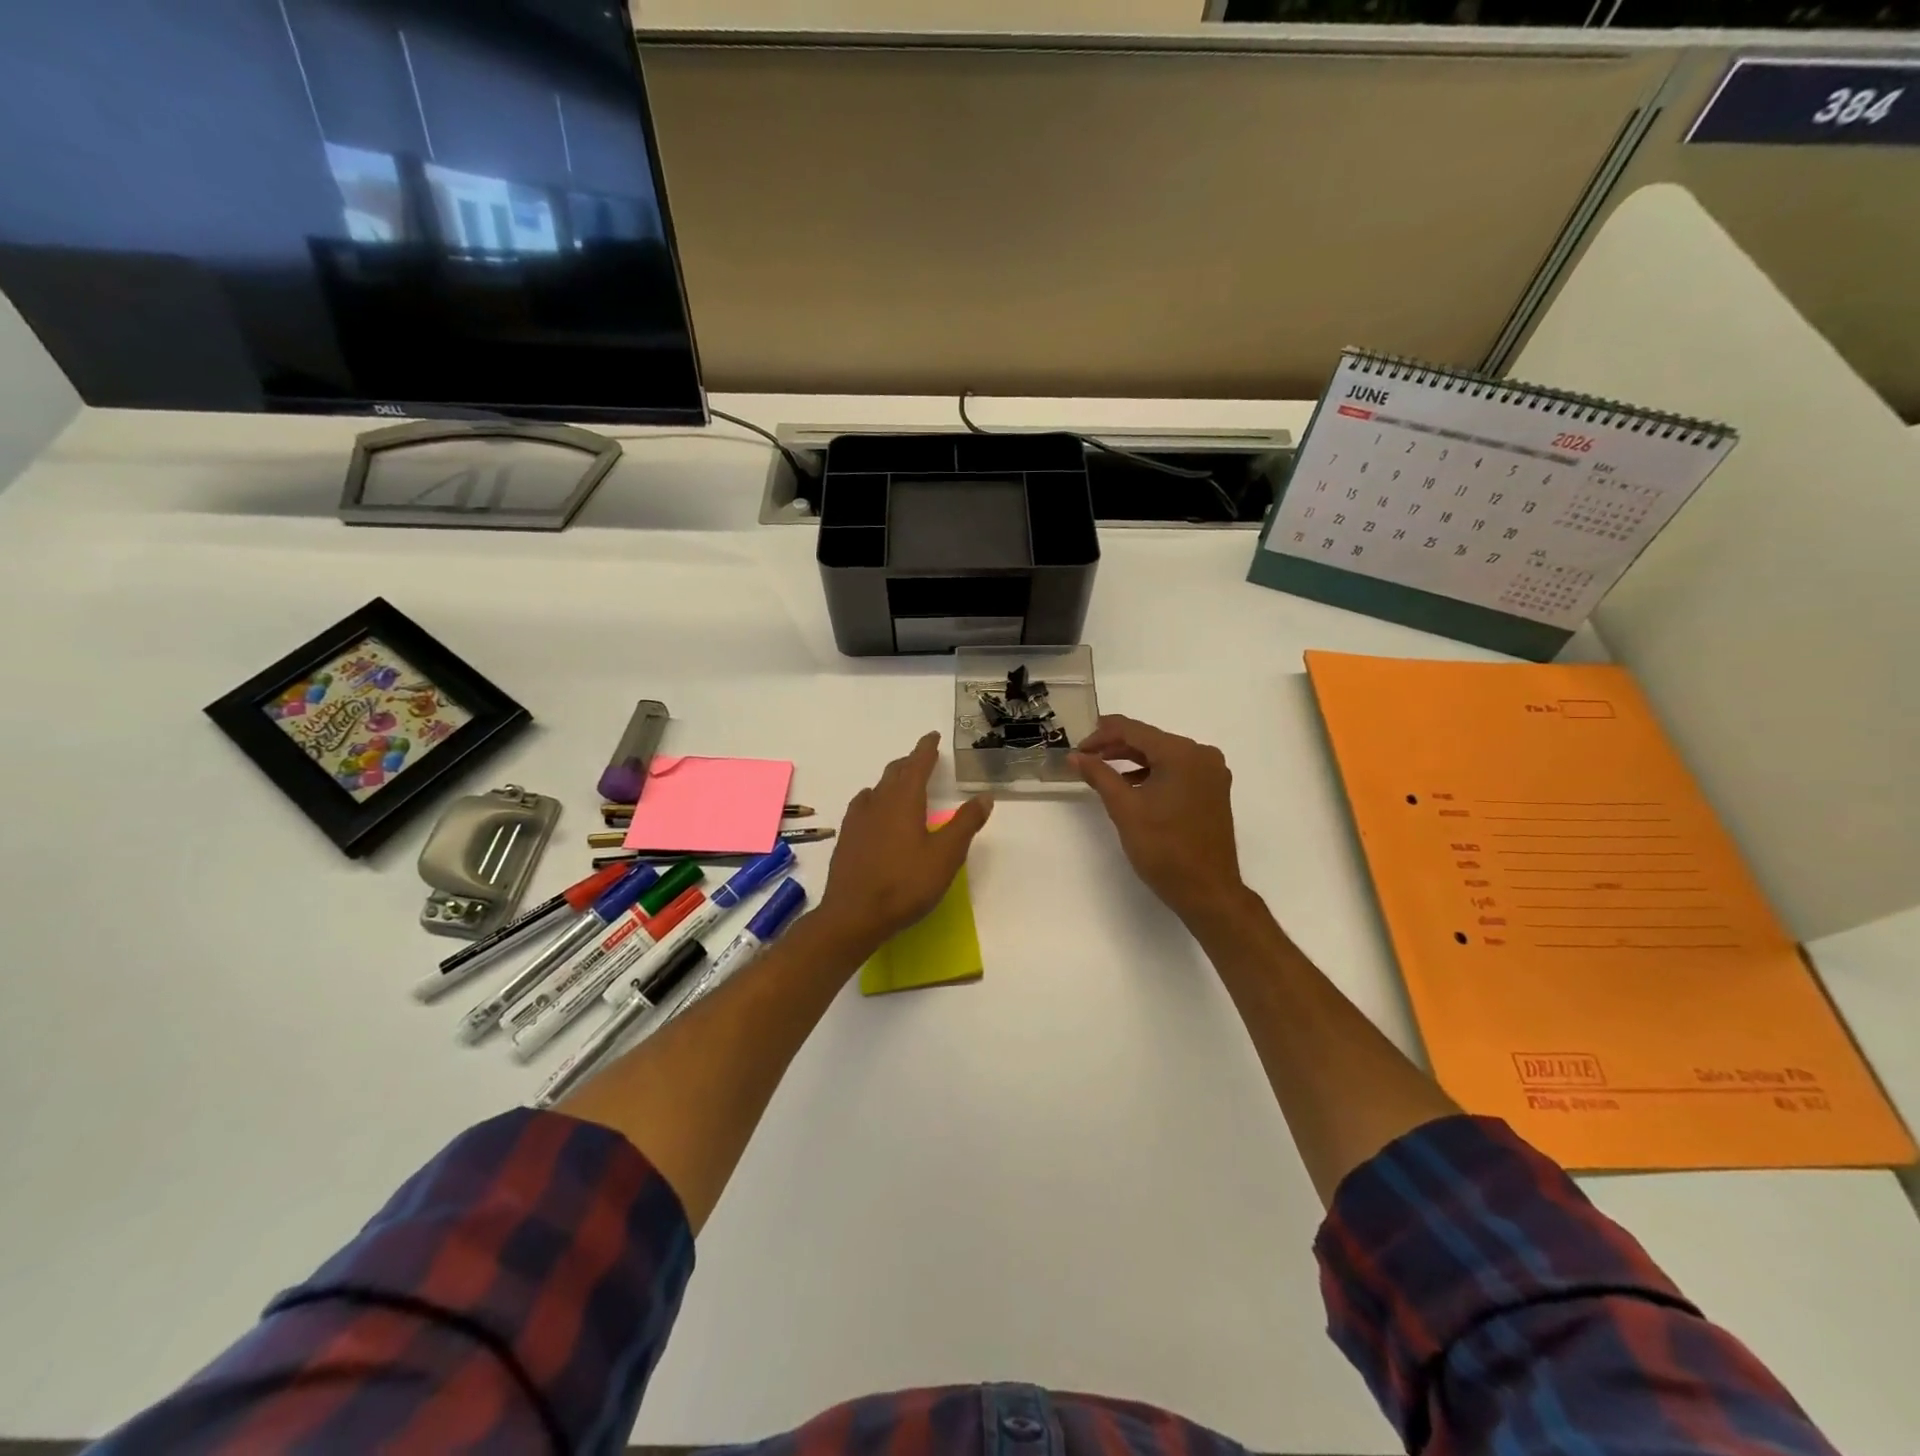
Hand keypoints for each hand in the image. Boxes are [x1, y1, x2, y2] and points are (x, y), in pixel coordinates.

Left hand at [817, 733, 991, 956]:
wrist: (853, 915)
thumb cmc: (905, 883)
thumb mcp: (946, 855)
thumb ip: (965, 824)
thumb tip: (984, 796)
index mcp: (903, 800)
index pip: (917, 764)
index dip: (926, 749)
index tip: (933, 736)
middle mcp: (877, 802)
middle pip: (894, 773)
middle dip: (910, 762)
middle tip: (923, 758)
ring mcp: (857, 820)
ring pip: (877, 789)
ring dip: (892, 781)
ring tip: (902, 784)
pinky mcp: (847, 838)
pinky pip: (864, 806)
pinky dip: (876, 799)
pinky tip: (877, 813)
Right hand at [1071, 716, 1247, 926]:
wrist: (1208, 891)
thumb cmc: (1164, 849)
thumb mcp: (1125, 809)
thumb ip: (1099, 775)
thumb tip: (1075, 756)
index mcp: (1182, 753)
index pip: (1134, 730)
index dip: (1101, 735)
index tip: (1077, 748)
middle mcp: (1202, 755)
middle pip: (1150, 740)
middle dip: (1115, 746)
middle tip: (1085, 757)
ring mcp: (1211, 773)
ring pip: (1163, 755)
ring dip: (1132, 760)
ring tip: (1102, 770)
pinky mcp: (1213, 790)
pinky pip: (1177, 770)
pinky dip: (1152, 773)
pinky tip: (1132, 785)